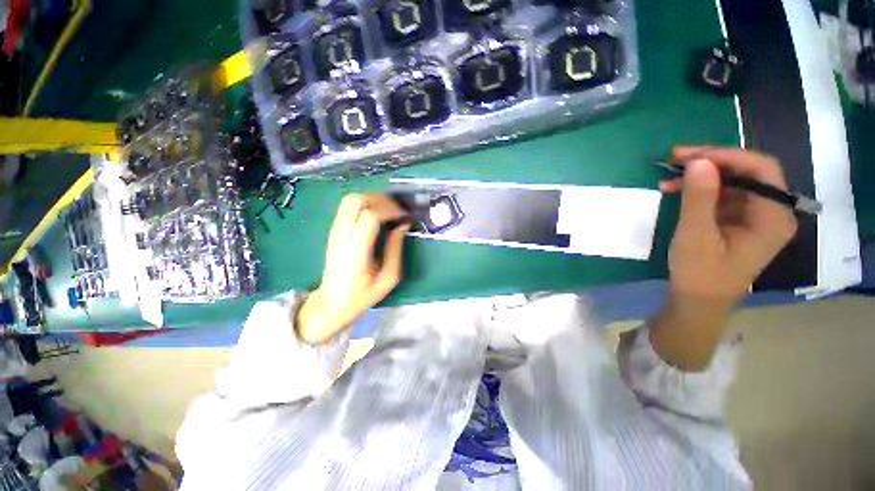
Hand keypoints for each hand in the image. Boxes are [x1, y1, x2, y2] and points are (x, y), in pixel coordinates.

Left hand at [297, 193, 410, 343]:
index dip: (390, 210)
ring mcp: (335, 230)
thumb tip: (403, 225)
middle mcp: (342, 234)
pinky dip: (365, 203)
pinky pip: (347, 206)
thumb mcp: (388, 277)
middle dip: (382, 199)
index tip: (405, 215)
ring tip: (389, 208)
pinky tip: (376, 213)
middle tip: (398, 208)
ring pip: (350, 199)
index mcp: (357, 249)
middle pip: (357, 200)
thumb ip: (396, 249)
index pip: (370, 216)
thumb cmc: (363, 293)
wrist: (333, 301)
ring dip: (372, 198)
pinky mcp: (333, 230)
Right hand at [648, 146, 797, 370]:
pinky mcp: (740, 221)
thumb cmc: (700, 274)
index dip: (727, 156)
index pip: (761, 169)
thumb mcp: (696, 236)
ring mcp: (756, 217)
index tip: (690, 155)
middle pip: (748, 172)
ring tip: (669, 177)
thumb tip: (698, 162)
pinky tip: (677, 190)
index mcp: (773, 217)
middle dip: (711, 162)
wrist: (697, 301)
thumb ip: (699, 198)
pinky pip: (724, 195)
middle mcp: (772, 212)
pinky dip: (700, 190)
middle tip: (675, 159)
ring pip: (733, 182)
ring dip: (701, 176)